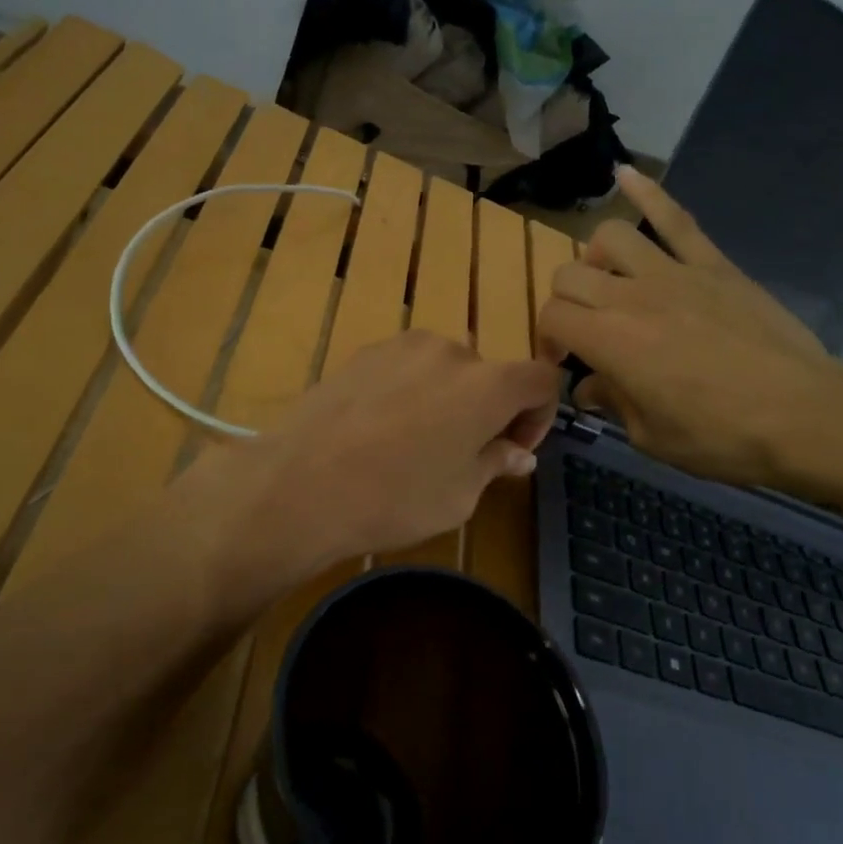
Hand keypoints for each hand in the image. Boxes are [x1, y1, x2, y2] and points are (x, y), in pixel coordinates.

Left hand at [188, 331, 560, 587]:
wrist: (301, 484)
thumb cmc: (395, 497)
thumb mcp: (460, 496)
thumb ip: (495, 463)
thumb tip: (518, 453)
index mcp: (488, 384)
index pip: (541, 380)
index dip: (539, 415)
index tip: (514, 449)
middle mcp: (450, 351)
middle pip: (490, 374)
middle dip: (489, 410)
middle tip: (466, 454)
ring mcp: (402, 346)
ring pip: (445, 369)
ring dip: (449, 398)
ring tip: (417, 442)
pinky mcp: (364, 352)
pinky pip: (406, 368)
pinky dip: (411, 391)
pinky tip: (381, 429)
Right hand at [537, 167, 842, 496]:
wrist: (803, 415)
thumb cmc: (721, 437)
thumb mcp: (651, 437)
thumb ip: (612, 403)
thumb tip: (588, 389)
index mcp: (610, 342)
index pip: (552, 317)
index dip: (549, 338)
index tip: (565, 360)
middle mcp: (631, 296)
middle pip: (569, 276)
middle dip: (565, 303)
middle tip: (585, 330)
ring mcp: (674, 272)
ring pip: (609, 237)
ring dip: (596, 259)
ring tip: (610, 281)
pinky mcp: (712, 264)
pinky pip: (675, 218)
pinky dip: (648, 192)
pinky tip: (624, 174)